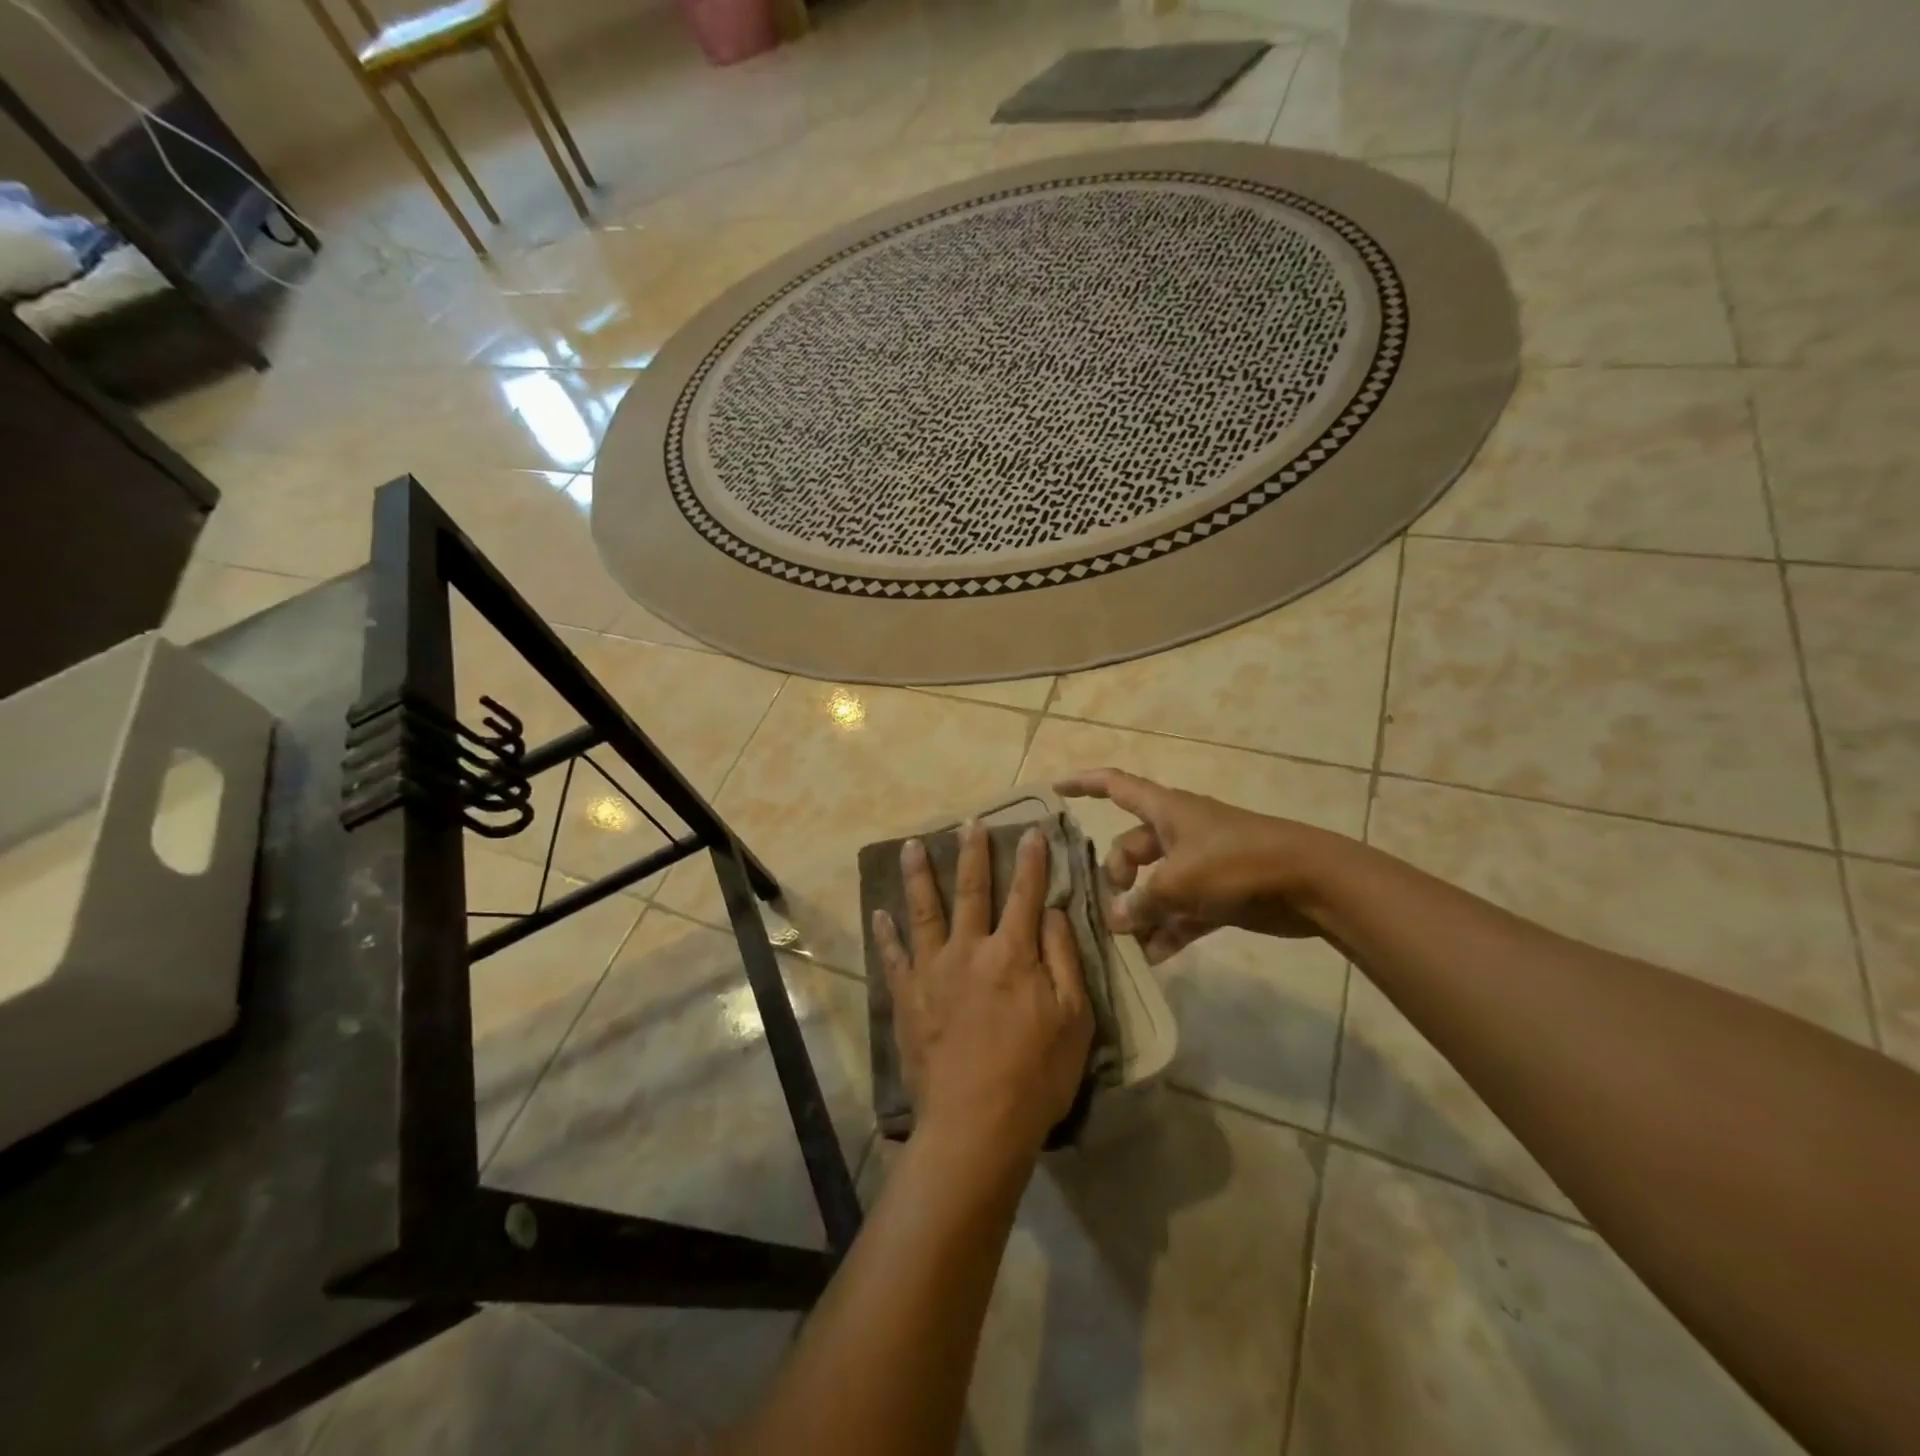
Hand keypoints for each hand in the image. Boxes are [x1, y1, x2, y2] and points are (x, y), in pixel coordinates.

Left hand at [872, 821, 1093, 1157]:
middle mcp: (968, 950)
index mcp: (1012, 954)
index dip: (1031, 861)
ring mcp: (932, 971)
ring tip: (912, 845)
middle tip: (969, 823)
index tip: (1031, 830)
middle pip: (970, 891)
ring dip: (919, 876)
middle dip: (972, 853)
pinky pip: (893, 957)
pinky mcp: (908, 997)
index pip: (1024, 894)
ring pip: (924, 912)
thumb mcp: (1074, 1018)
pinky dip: (885, 933)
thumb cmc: (1036, 1074)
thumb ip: (1063, 958)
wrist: (975, 1124)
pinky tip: (879, 912)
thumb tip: (1052, 910)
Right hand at [1056, 767, 1325, 961]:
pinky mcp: (1219, 894)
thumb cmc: (1237, 863)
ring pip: (1156, 885)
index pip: (1115, 786)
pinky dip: (1167, 931)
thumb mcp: (1179, 881)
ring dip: (1140, 912)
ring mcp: (1200, 864)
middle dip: (1116, 876)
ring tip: (1123, 943)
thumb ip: (1142, 902)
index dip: (1083, 785)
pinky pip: (1181, 912)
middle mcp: (1178, 832)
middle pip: (1131, 847)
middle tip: (1110, 909)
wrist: (1310, 883)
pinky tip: (1152, 959)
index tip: (1055, 792)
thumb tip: (1116, 919)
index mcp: (1165, 810)